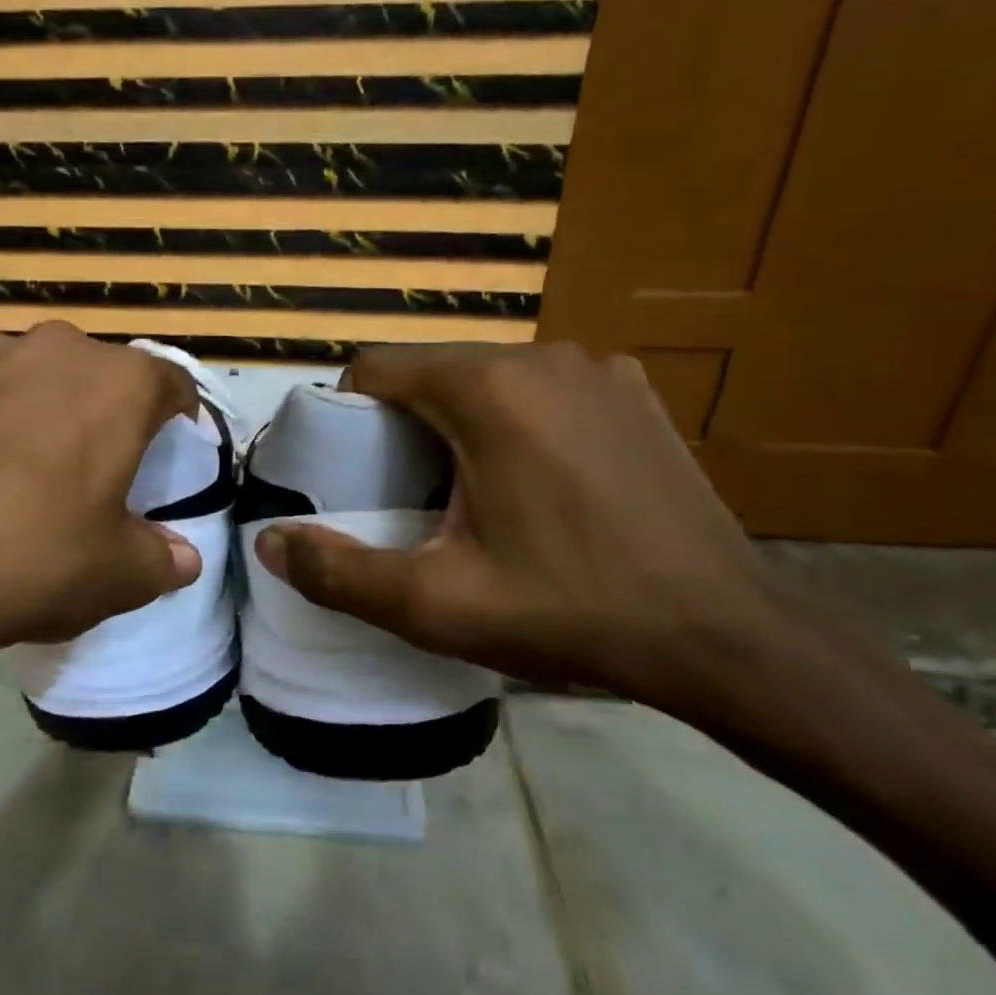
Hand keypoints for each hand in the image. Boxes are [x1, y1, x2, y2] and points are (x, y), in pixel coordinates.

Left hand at [0, 323, 201, 782]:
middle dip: (105, 412)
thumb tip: (184, 558)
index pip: (172, 382)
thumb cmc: (25, 562)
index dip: (179, 416)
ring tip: (18, 462)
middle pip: (99, 373)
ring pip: (32, 370)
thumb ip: (162, 561)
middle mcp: (55, 347)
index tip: (171, 447)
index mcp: (118, 384)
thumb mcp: (113, 577)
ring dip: (40, 404)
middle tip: (91, 467)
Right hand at [253, 341, 791, 719]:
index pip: (376, 367)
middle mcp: (540, 355)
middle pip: (431, 371)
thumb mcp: (437, 605)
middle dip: (403, 422)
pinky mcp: (633, 389)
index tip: (352, 471)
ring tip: (471, 492)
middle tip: (408, 494)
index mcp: (487, 389)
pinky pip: (540, 388)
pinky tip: (540, 480)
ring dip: (459, 420)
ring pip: (486, 377)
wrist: (726, 638)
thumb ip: (339, 572)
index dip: (347, 415)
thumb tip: (268, 544)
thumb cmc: (571, 611)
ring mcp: (596, 367)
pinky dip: (516, 419)